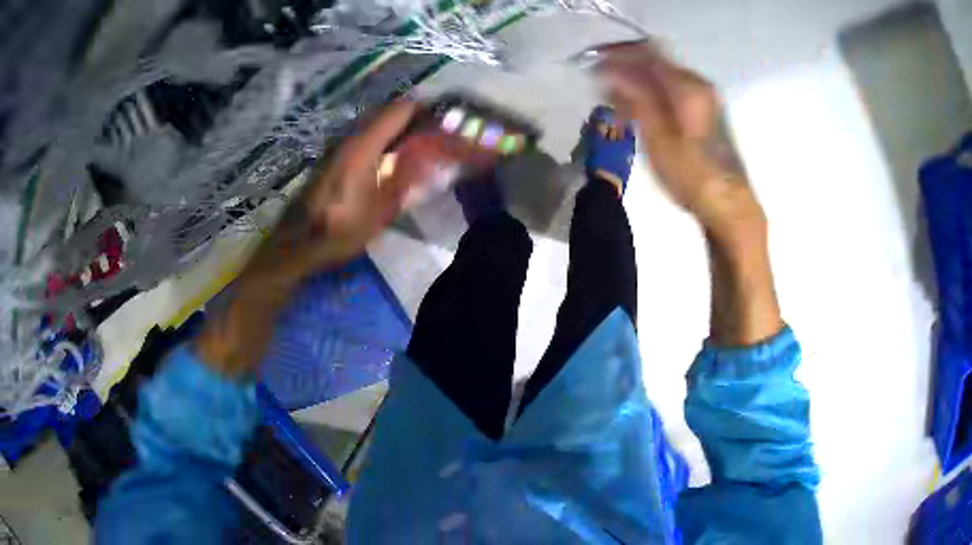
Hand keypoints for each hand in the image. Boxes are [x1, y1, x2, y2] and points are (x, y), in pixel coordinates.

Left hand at [242, 100, 419, 288]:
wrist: (299, 243)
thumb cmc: (341, 230)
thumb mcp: (382, 211)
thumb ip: (408, 179)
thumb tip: (432, 157)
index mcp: (364, 146)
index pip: (399, 109)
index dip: (425, 109)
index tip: (444, 120)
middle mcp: (350, 138)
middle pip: (386, 113)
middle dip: (413, 118)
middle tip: (434, 135)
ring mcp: (338, 146)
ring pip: (374, 124)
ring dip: (397, 130)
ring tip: (417, 147)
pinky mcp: (333, 157)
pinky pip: (363, 137)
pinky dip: (382, 141)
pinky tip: (390, 160)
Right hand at [598, 42, 763, 240]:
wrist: (729, 204)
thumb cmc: (692, 174)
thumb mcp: (657, 138)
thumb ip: (634, 99)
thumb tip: (610, 73)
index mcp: (688, 86)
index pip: (647, 53)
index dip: (616, 54)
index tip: (591, 65)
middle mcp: (698, 84)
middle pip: (655, 61)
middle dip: (624, 68)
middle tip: (599, 84)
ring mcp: (705, 97)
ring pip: (663, 77)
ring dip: (636, 82)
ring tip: (614, 101)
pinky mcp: (706, 112)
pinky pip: (672, 91)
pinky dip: (651, 94)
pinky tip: (637, 111)